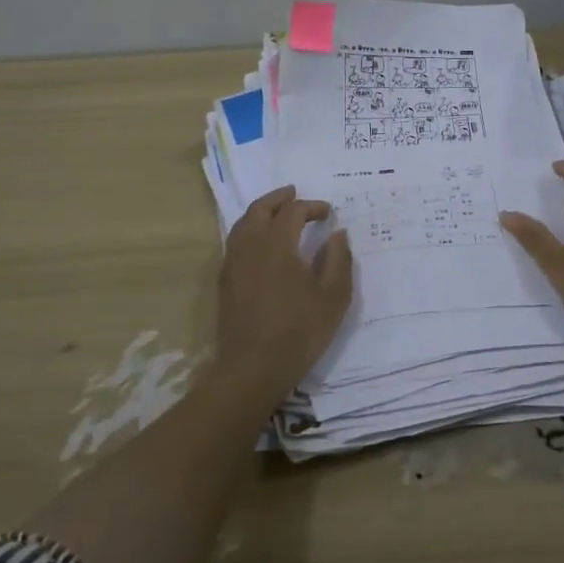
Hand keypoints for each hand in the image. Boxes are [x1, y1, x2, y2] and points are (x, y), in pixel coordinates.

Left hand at [216, 185, 352, 401]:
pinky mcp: (225, 281)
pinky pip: (236, 241)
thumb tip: (337, 233)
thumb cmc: (298, 332)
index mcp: (277, 244)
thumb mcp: (333, 297)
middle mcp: (250, 246)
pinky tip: (261, 243)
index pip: (293, 212)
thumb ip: (338, 260)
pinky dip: (250, 230)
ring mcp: (233, 263)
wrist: (252, 369)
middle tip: (295, 193)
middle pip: (260, 209)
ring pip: (243, 224)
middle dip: (279, 198)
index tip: (328, 212)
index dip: (312, 207)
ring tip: (277, 212)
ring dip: (261, 212)